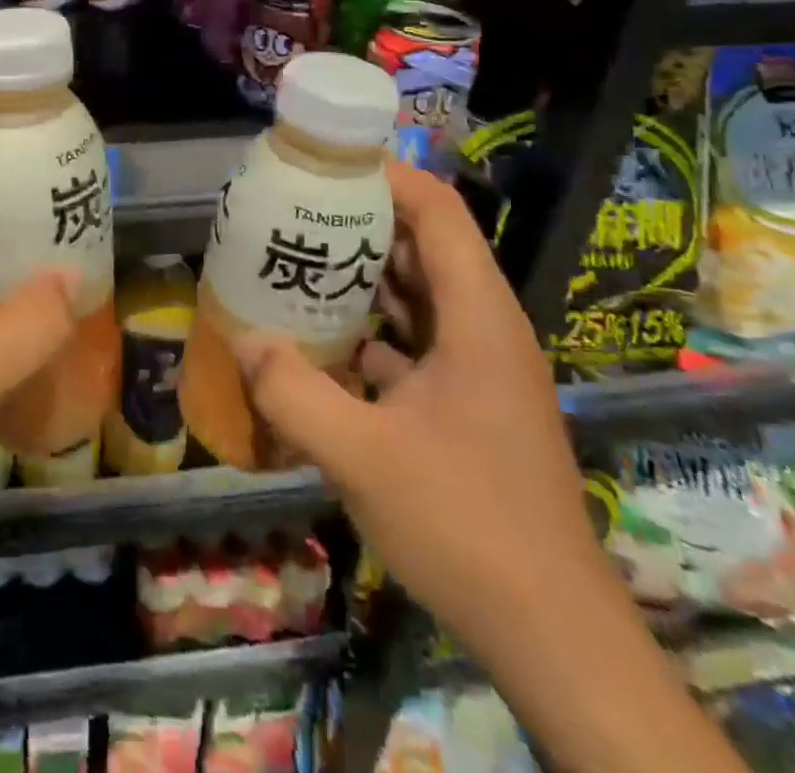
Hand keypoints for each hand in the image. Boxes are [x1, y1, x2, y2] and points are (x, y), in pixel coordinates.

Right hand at [234, 159, 609, 659]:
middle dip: (364, 220)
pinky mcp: (470, 401)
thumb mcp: (362, 457)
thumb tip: (243, 338)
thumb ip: (294, 392)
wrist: (551, 632)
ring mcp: (481, 367)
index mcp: (477, 318)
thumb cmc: (465, 525)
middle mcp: (486, 328)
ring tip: (302, 258)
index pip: (439, 212)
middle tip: (298, 208)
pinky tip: (325, 339)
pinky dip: (375, 327)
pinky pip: (419, 339)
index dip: (388, 176)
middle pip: (427, 245)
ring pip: (422, 294)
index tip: (328, 162)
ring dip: (367, 274)